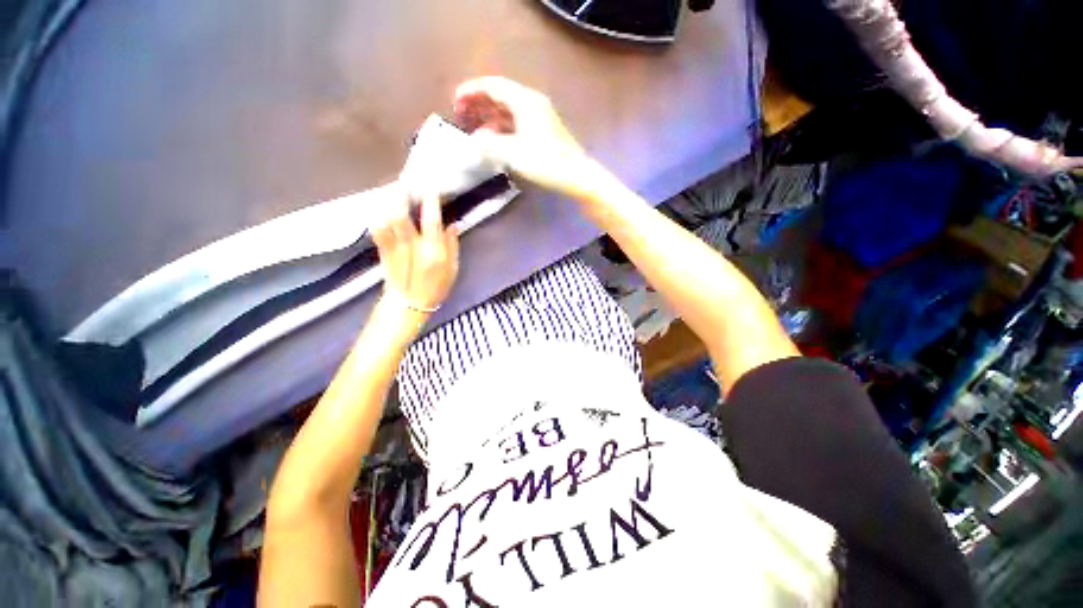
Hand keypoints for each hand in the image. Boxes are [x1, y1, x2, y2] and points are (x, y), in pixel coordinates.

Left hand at [372, 186, 458, 317]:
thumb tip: (452, 225)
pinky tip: (379, 209)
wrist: (409, 303)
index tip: (430, 187)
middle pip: (402, 215)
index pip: (431, 221)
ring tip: (391, 190)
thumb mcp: (452, 269)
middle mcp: (412, 246)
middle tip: (403, 181)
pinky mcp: (383, 251)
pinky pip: (377, 230)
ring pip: (387, 220)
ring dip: (388, 203)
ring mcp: (395, 248)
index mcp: (432, 251)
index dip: (430, 202)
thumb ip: (452, 246)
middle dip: (401, 196)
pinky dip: (377, 218)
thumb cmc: (436, 287)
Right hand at [454, 77, 592, 197]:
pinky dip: (503, 128)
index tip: (454, 101)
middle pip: (500, 95)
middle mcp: (532, 103)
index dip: (471, 91)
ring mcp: (540, 117)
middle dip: (479, 103)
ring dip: (490, 117)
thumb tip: (475, 141)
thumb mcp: (513, 153)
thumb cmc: (545, 162)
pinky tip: (496, 141)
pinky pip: (518, 123)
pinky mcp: (544, 131)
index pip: (492, 86)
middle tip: (461, 114)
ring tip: (475, 130)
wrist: (576, 175)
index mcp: (524, 101)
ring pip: (509, 111)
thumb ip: (489, 145)